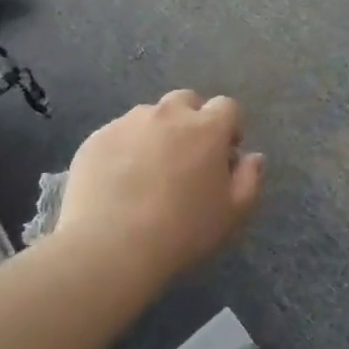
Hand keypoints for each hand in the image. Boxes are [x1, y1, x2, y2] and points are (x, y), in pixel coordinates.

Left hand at [56, 90, 265, 285]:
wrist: (110, 247)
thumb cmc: (182, 231)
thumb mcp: (232, 214)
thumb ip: (250, 179)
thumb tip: (253, 157)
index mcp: (207, 128)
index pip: (227, 107)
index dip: (229, 127)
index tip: (225, 154)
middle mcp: (168, 114)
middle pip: (186, 100)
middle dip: (192, 120)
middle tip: (188, 157)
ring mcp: (128, 123)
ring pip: (150, 115)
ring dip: (157, 132)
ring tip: (149, 170)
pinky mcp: (96, 138)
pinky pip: (118, 134)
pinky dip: (125, 148)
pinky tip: (119, 181)